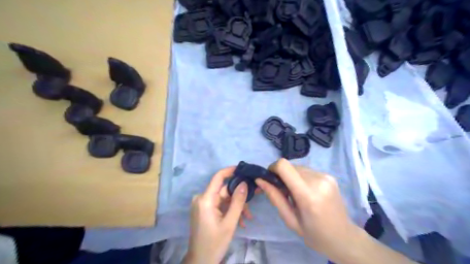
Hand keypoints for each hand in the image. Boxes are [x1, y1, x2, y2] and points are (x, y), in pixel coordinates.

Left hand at [181, 167, 250, 263]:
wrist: (200, 261)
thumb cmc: (214, 243)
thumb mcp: (230, 223)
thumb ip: (237, 202)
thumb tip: (244, 183)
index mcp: (205, 199)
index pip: (218, 177)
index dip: (231, 171)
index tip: (244, 169)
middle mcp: (202, 198)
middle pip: (224, 190)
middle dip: (238, 197)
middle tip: (252, 204)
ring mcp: (202, 204)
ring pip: (224, 199)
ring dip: (236, 206)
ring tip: (247, 218)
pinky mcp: (204, 210)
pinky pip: (220, 205)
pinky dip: (229, 210)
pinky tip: (240, 221)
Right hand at [256, 158, 357, 257]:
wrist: (344, 237)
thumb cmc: (314, 234)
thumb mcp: (290, 220)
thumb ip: (275, 197)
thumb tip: (260, 180)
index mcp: (308, 195)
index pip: (284, 166)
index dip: (272, 168)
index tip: (269, 179)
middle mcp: (318, 180)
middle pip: (290, 166)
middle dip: (281, 176)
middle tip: (282, 192)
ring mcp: (325, 176)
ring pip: (298, 168)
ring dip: (292, 177)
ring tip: (295, 194)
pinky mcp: (329, 176)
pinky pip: (307, 171)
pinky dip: (301, 178)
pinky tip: (306, 192)